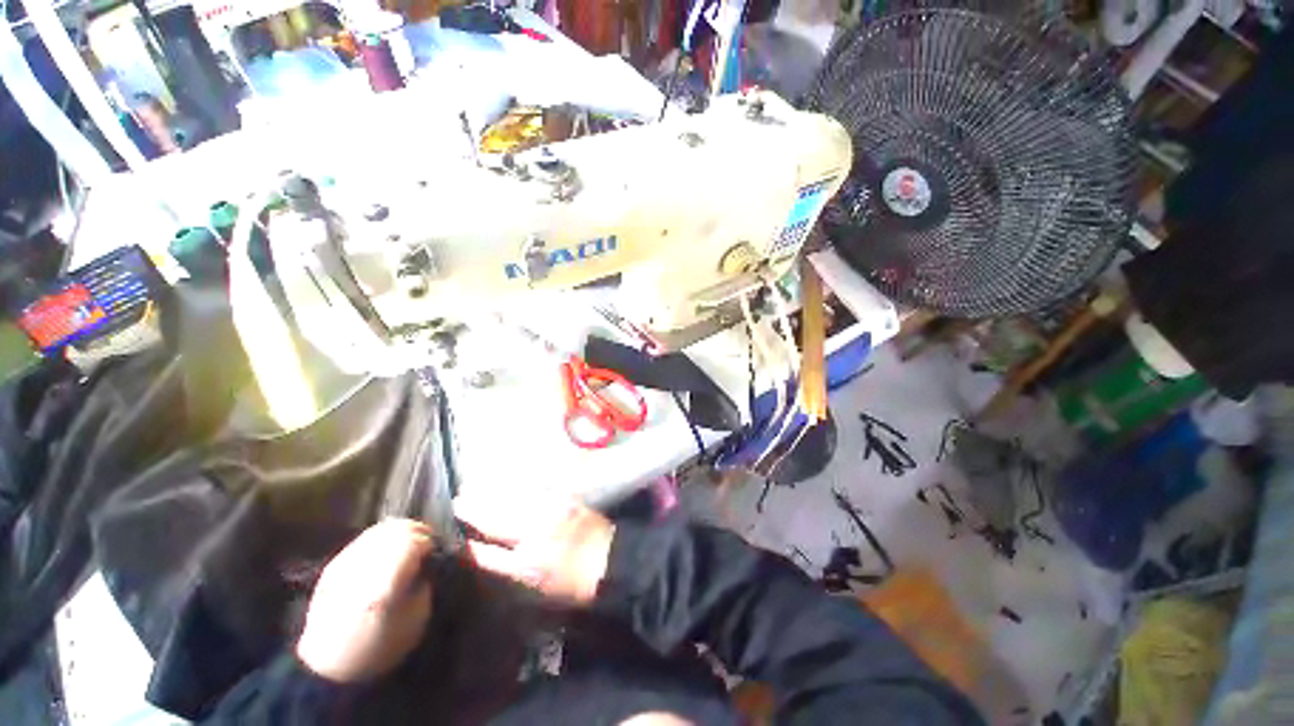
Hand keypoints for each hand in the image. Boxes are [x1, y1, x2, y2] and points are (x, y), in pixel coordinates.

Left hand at [296, 518, 433, 682]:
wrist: (328, 666)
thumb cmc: (381, 647)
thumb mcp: (416, 617)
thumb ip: (425, 581)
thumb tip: (428, 562)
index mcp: (386, 581)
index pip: (415, 541)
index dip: (430, 545)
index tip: (434, 558)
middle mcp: (364, 565)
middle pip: (399, 529)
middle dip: (419, 533)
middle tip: (426, 548)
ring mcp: (346, 562)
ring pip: (382, 529)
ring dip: (401, 533)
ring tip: (409, 547)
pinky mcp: (335, 564)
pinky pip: (366, 538)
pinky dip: (384, 538)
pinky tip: (388, 552)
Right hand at [455, 494, 613, 604]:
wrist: (610, 559)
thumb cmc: (574, 581)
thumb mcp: (538, 585)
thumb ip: (509, 568)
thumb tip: (484, 554)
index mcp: (527, 563)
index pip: (489, 553)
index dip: (471, 543)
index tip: (455, 532)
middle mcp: (535, 535)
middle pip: (498, 520)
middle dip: (476, 510)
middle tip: (458, 500)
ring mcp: (549, 513)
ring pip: (513, 502)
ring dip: (492, 495)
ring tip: (475, 489)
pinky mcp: (562, 501)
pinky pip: (532, 493)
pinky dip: (516, 490)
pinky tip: (507, 486)